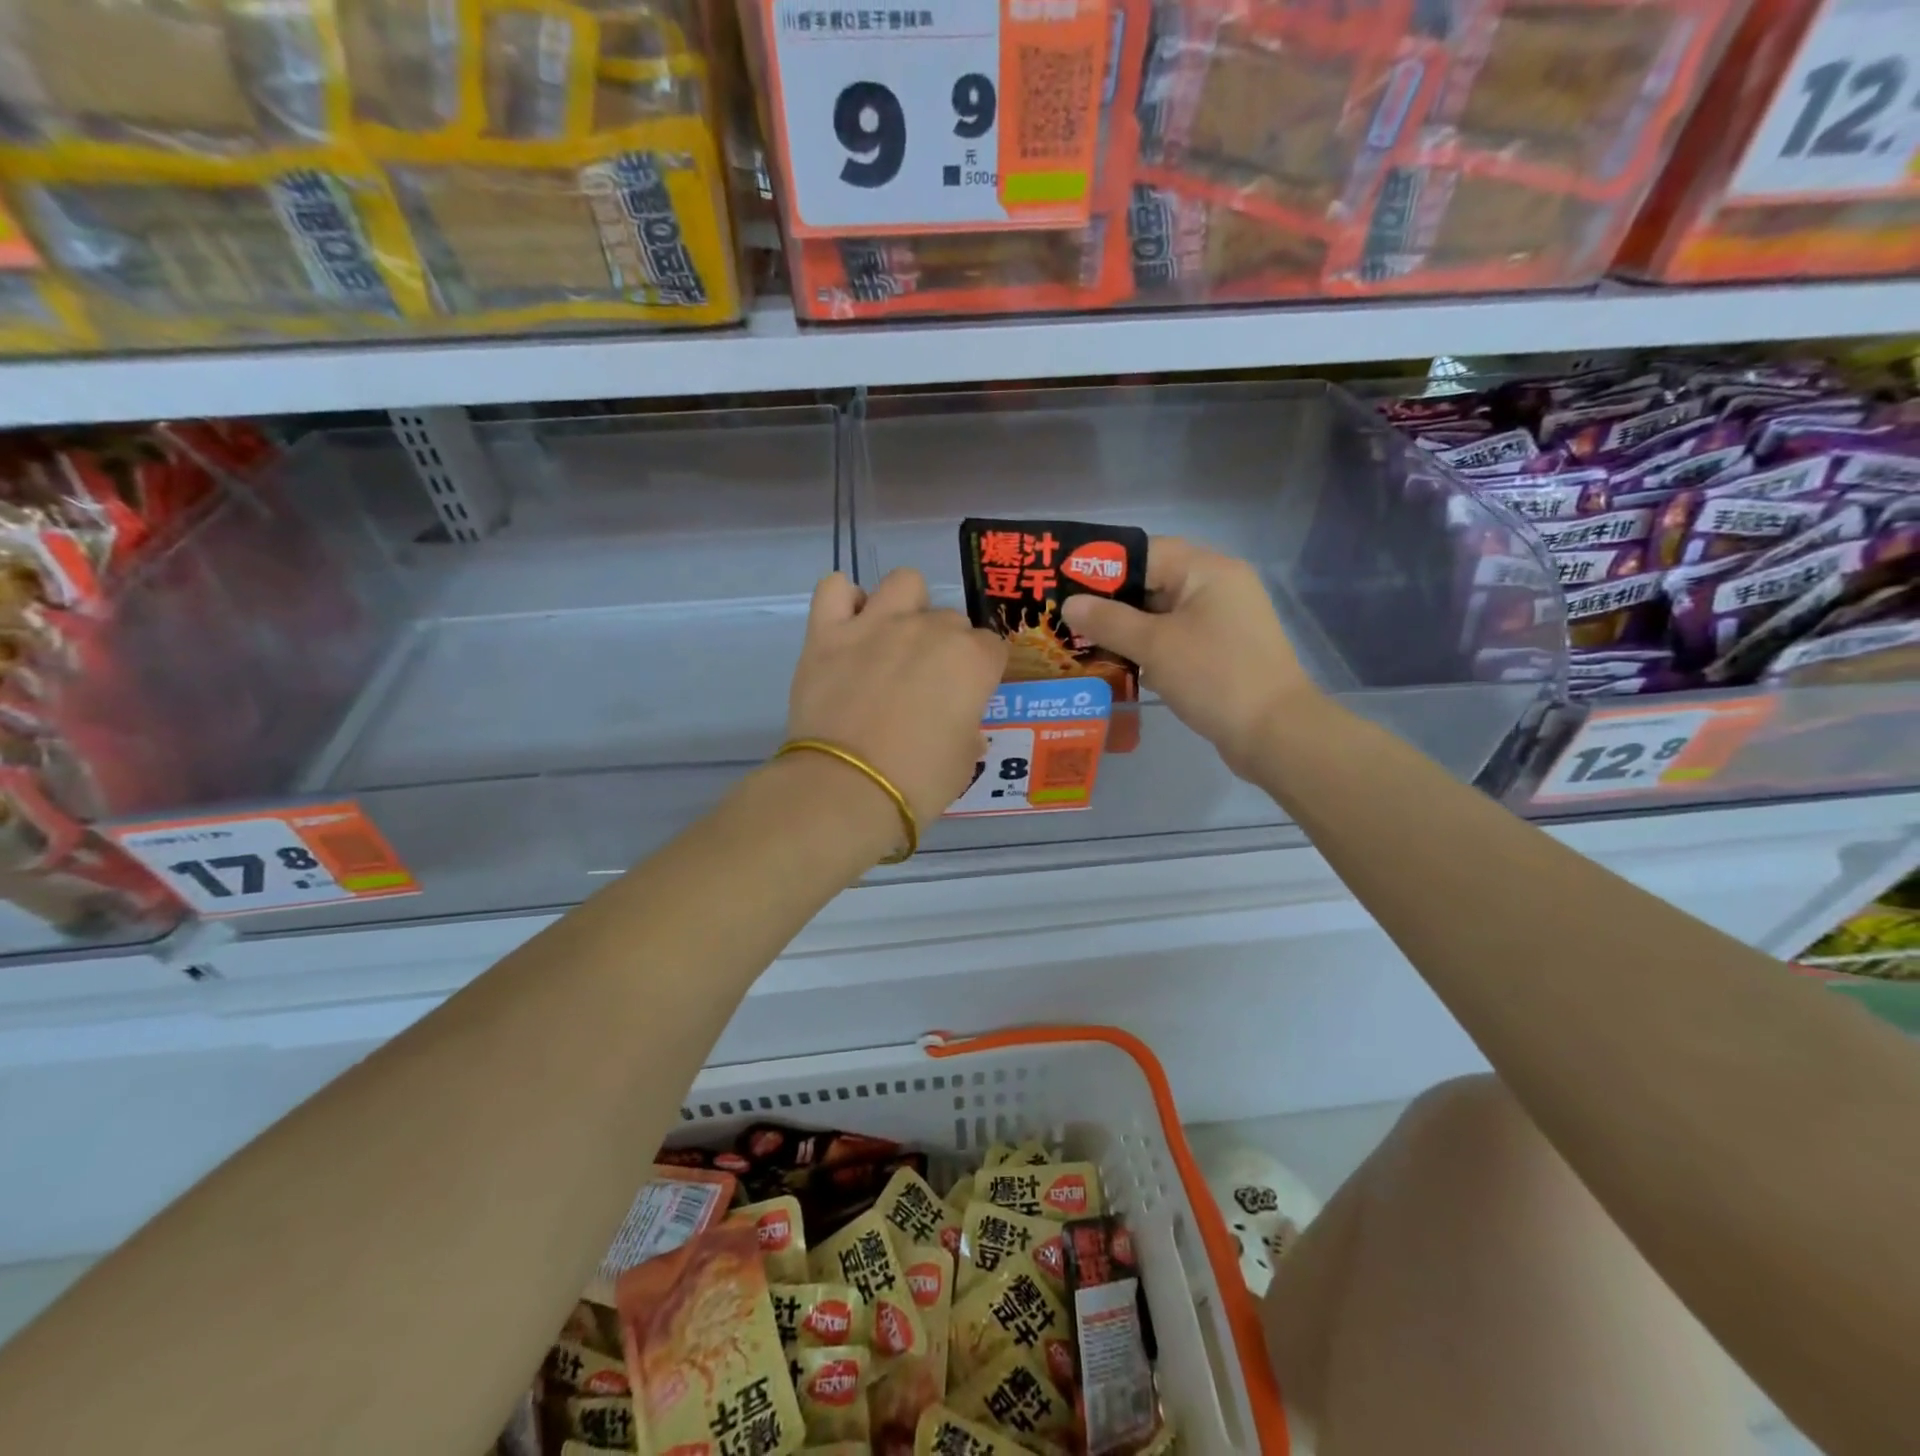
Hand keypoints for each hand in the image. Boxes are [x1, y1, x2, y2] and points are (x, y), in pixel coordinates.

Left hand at [787, 569, 1007, 834]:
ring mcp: (876, 624)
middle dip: (945, 644)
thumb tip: (962, 726)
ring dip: (906, 605)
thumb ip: (968, 730)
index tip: (968, 694)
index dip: (981, 671)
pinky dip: (844, 601)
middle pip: (950, 618)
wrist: (847, 789)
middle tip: (926, 682)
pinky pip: (834, 588)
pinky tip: (848, 626)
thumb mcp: (963, 763)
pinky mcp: (827, 632)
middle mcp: (928, 629)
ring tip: (893, 639)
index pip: (991, 647)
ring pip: (904, 582)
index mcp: (971, 660)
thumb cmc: (918, 782)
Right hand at [1062, 538, 1315, 777]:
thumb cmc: (1214, 677)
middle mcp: (1217, 587)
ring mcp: (1222, 621)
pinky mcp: (1220, 651)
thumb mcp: (1155, 645)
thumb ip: (1108, 621)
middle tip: (1066, 618)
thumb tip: (1069, 604)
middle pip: (1152, 582)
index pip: (1145, 552)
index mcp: (1207, 570)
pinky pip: (1174, 639)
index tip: (1064, 584)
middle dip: (1109, 602)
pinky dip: (1146, 648)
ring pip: (1161, 614)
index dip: (1102, 567)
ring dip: (1125, 628)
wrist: (1274, 734)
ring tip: (1081, 642)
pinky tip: (1116, 666)